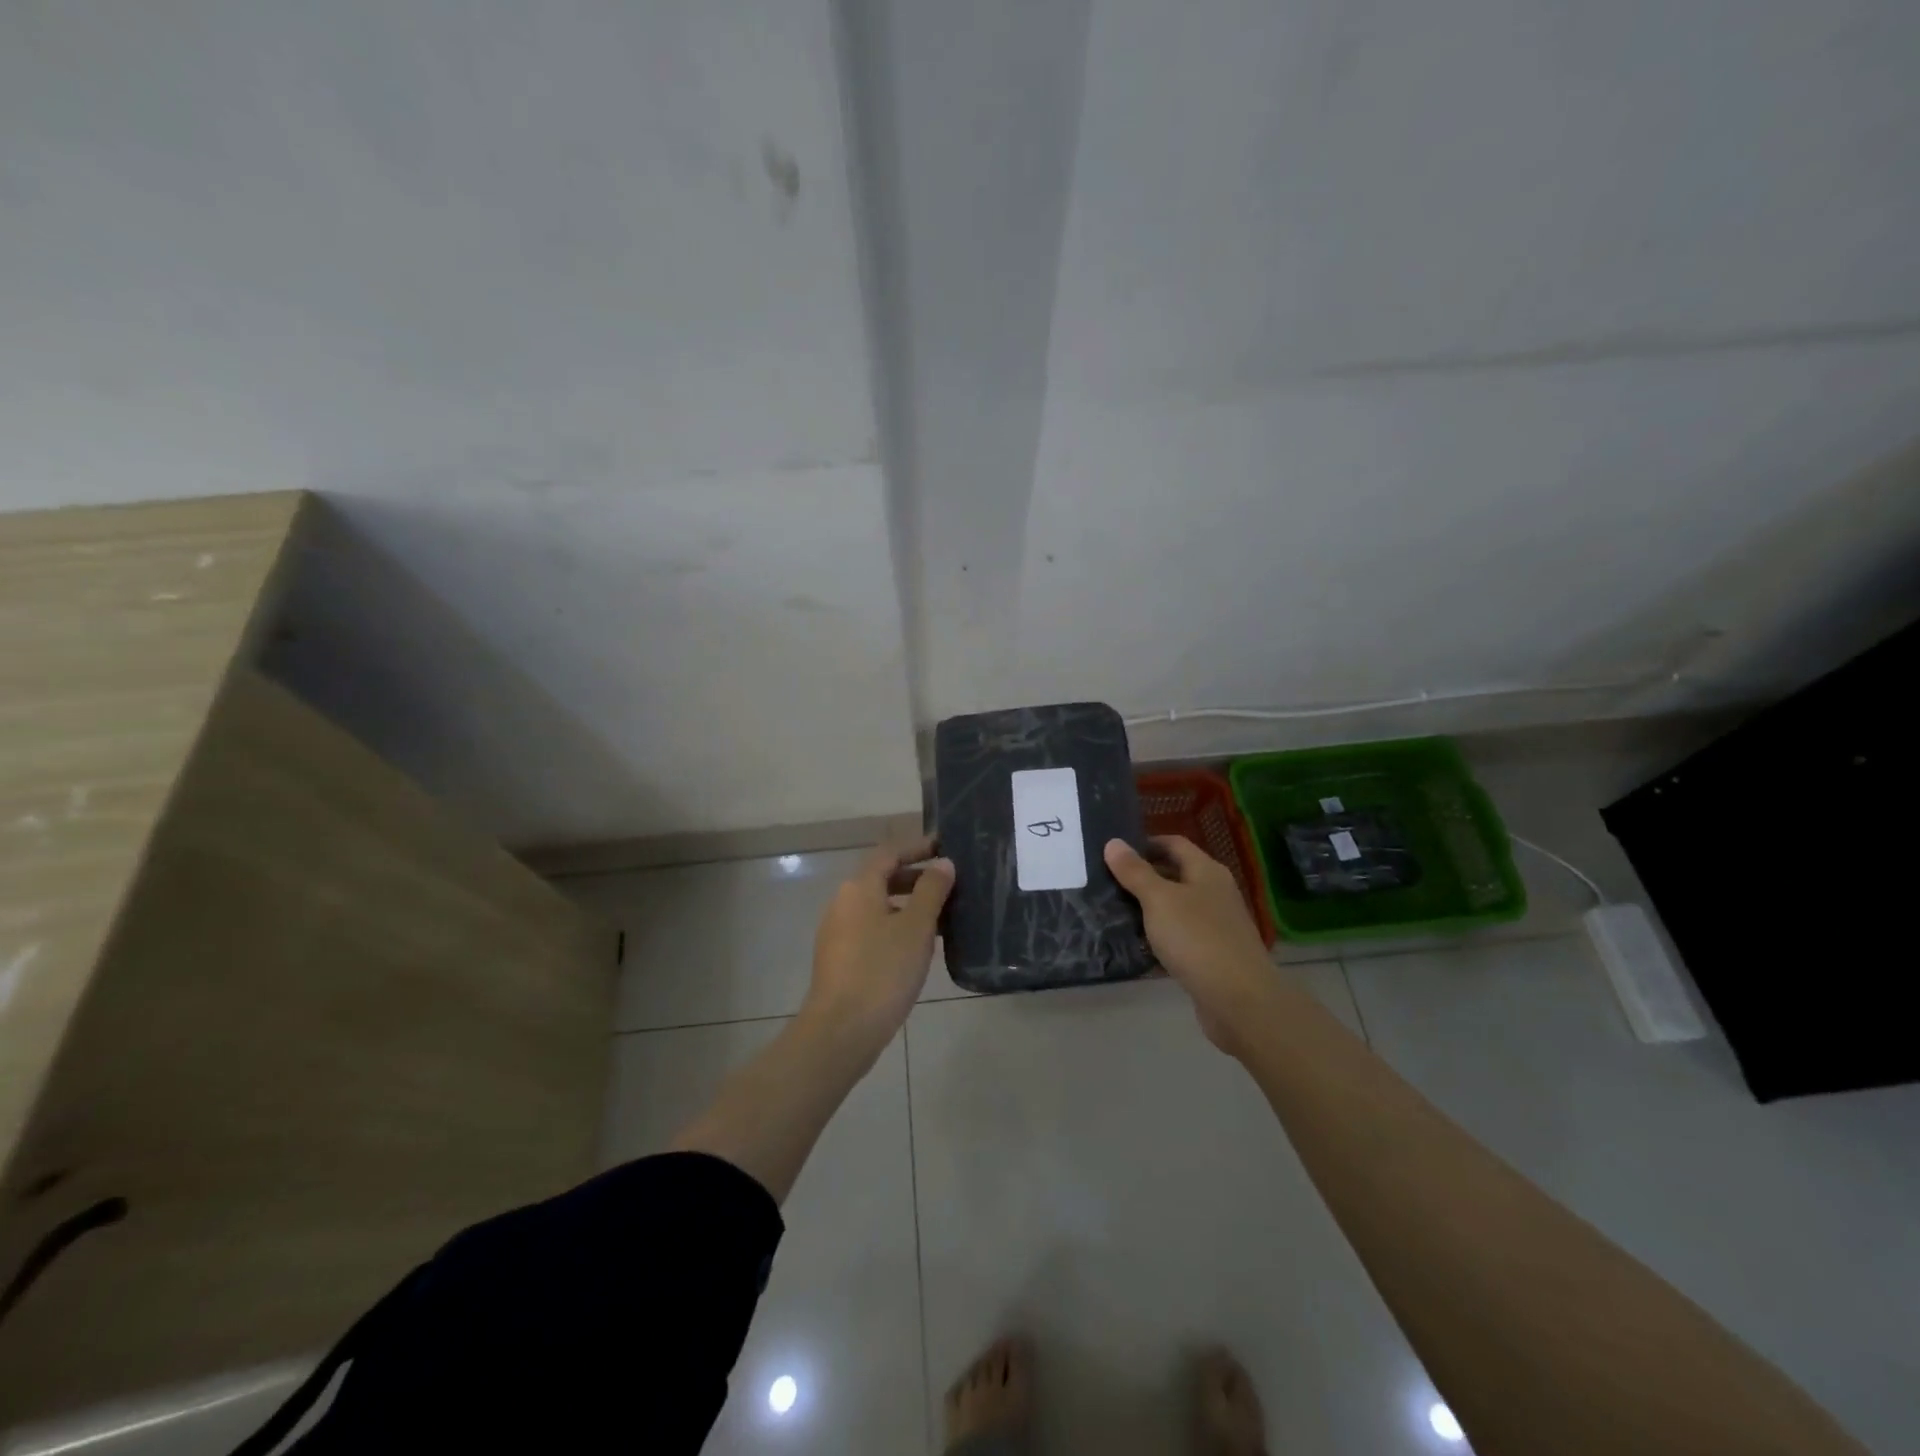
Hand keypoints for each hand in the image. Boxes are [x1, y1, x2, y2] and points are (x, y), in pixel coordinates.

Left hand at [802, 837, 953, 1060]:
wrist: (841, 1030)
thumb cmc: (882, 970)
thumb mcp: (916, 927)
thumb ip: (932, 890)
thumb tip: (943, 863)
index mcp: (859, 887)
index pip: (889, 853)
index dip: (918, 847)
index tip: (945, 847)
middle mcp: (843, 902)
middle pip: (882, 878)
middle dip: (916, 878)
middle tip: (950, 885)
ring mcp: (838, 932)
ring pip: (878, 906)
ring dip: (908, 905)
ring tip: (942, 918)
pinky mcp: (840, 958)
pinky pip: (872, 929)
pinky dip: (896, 927)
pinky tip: (918, 948)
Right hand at [1104, 835, 1277, 1055]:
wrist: (1240, 1001)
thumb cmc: (1197, 939)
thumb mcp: (1159, 900)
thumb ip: (1135, 872)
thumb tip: (1113, 842)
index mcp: (1206, 871)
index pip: (1174, 844)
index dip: (1145, 843)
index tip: (1113, 852)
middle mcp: (1214, 893)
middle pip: (1174, 875)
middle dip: (1141, 878)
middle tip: (1104, 884)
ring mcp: (1215, 926)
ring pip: (1174, 909)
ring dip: (1147, 911)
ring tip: (1111, 913)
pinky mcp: (1211, 957)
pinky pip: (1178, 939)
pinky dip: (1158, 940)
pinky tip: (1134, 948)